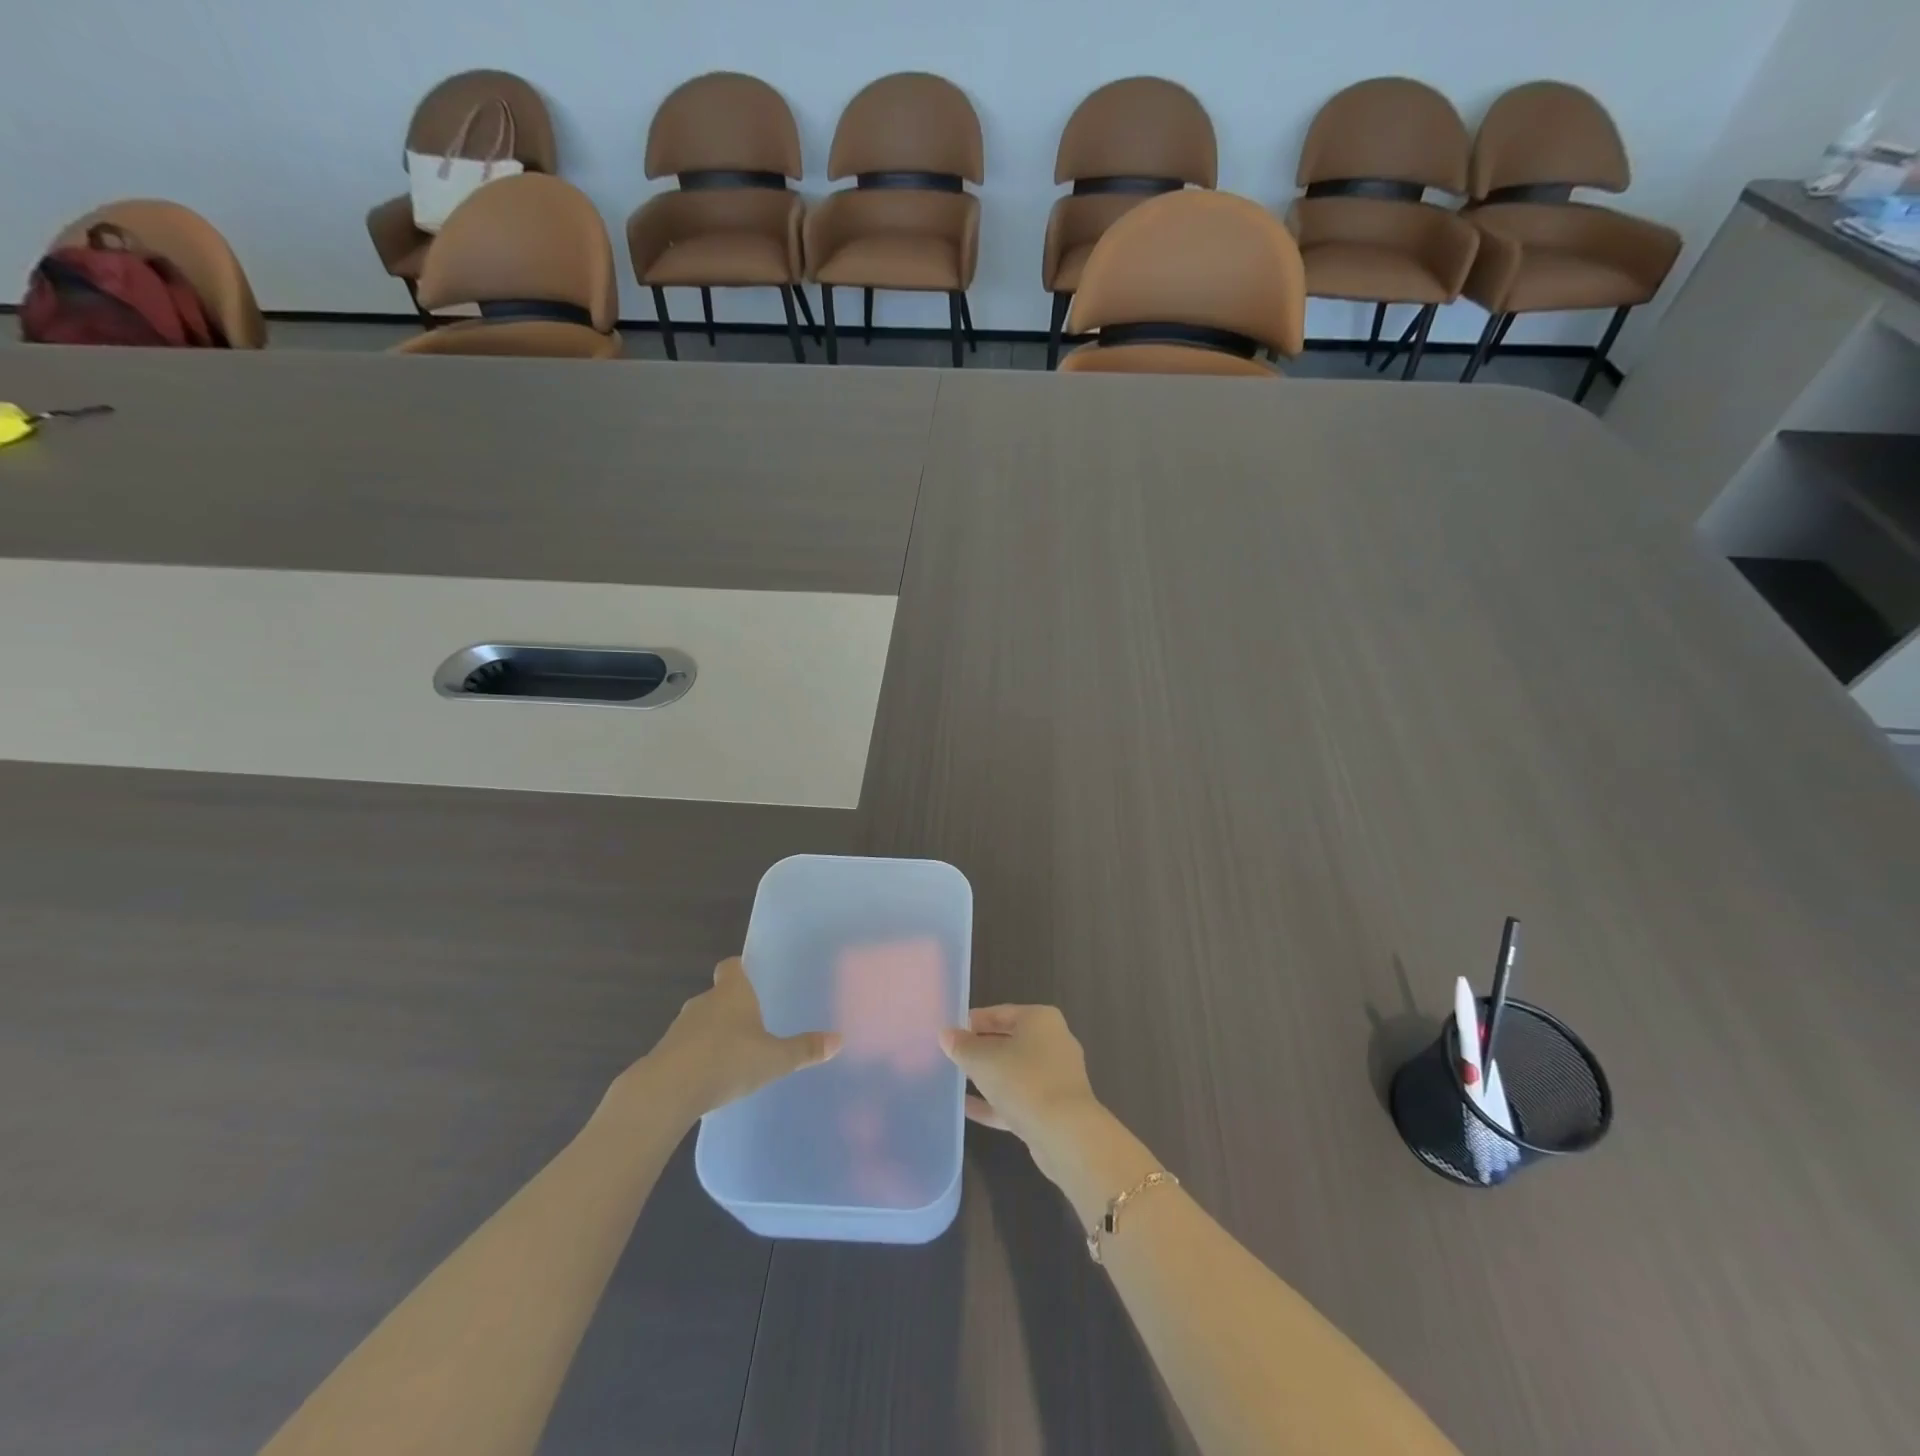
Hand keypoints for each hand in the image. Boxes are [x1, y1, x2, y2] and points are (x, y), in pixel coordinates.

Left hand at [639, 958, 839, 1118]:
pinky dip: (699, 1056)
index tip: (754, 976)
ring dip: (715, 1033)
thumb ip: (804, 1049)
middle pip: (719, 995)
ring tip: (736, 1052)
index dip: (741, 968)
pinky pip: (687, 1048)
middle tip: (755, 1022)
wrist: (666, 1092)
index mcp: (732, 993)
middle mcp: (704, 1002)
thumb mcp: (774, 1059)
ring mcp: (680, 1028)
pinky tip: (712, 1077)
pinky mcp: (664, 1054)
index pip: (732, 966)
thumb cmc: (726, 1061)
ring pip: (702, 1022)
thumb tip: (839, 1039)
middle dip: (734, 1006)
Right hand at [939, 1005, 1101, 1171]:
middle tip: (951, 1056)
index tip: (949, 1031)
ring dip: (987, 1076)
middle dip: (980, 1049)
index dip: (973, 1021)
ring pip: (1013, 1071)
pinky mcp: (1052, 1108)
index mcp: (1040, 1020)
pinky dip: (995, 1102)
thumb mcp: (983, 1060)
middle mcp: (1052, 1042)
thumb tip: (946, 1034)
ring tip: (956, 1079)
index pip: (1000, 1012)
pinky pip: (1018, 1098)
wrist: (1066, 1134)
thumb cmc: (1024, 1081)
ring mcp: (1055, 1077)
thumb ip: (962, 1046)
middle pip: (1008, 1041)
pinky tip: (967, 1108)